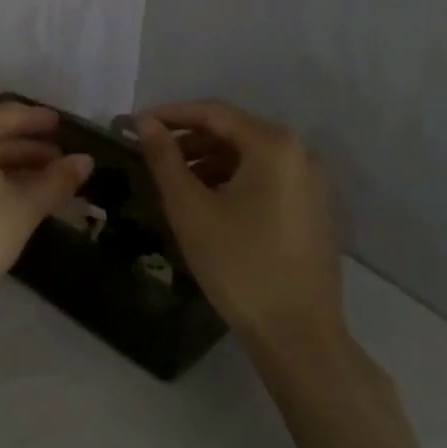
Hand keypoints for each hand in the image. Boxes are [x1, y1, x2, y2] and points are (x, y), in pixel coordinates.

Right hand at [136, 101, 343, 348]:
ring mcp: (310, 182)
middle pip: (233, 131)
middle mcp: (299, 153)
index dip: (170, 115)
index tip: (134, 125)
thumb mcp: (190, 207)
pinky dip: (231, 180)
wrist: (298, 334)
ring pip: (248, 156)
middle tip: (150, 154)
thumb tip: (143, 122)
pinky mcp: (312, 208)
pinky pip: (264, 178)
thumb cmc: (238, 264)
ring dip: (207, 161)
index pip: (212, 113)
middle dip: (188, 140)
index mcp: (273, 145)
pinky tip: (206, 202)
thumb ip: (164, 157)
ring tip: (172, 182)